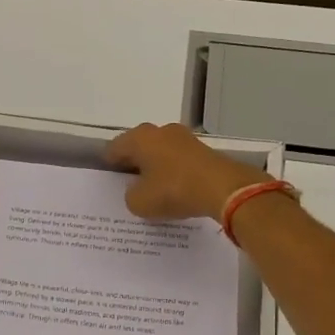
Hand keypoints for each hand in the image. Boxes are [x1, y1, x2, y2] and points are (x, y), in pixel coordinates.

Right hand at [104, 122, 270, 221]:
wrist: (224, 188)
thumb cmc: (174, 190)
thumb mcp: (139, 202)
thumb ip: (130, 195)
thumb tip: (137, 190)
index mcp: (139, 138)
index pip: (114, 149)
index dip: (110, 166)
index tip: (109, 182)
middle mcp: (160, 131)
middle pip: (139, 148)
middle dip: (134, 165)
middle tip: (130, 187)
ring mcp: (185, 138)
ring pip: (161, 153)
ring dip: (157, 168)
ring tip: (154, 191)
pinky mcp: (204, 150)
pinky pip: (180, 161)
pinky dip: (175, 173)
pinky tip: (176, 190)